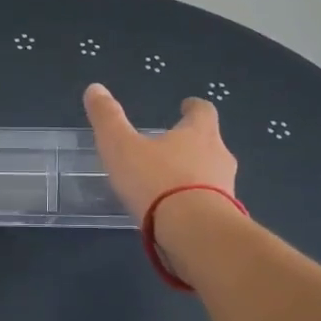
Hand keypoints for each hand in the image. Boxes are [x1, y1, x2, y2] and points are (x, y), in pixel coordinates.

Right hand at [83, 83, 237, 221]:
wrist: (195, 232)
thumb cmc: (157, 181)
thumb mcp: (121, 146)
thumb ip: (107, 118)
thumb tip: (94, 88)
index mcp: (199, 133)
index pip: (203, 111)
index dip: (193, 107)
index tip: (186, 106)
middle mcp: (219, 156)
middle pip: (210, 143)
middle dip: (192, 144)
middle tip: (171, 148)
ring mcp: (226, 190)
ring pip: (211, 176)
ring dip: (194, 177)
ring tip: (169, 186)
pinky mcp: (225, 219)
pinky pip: (209, 206)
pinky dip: (195, 205)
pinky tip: (175, 216)